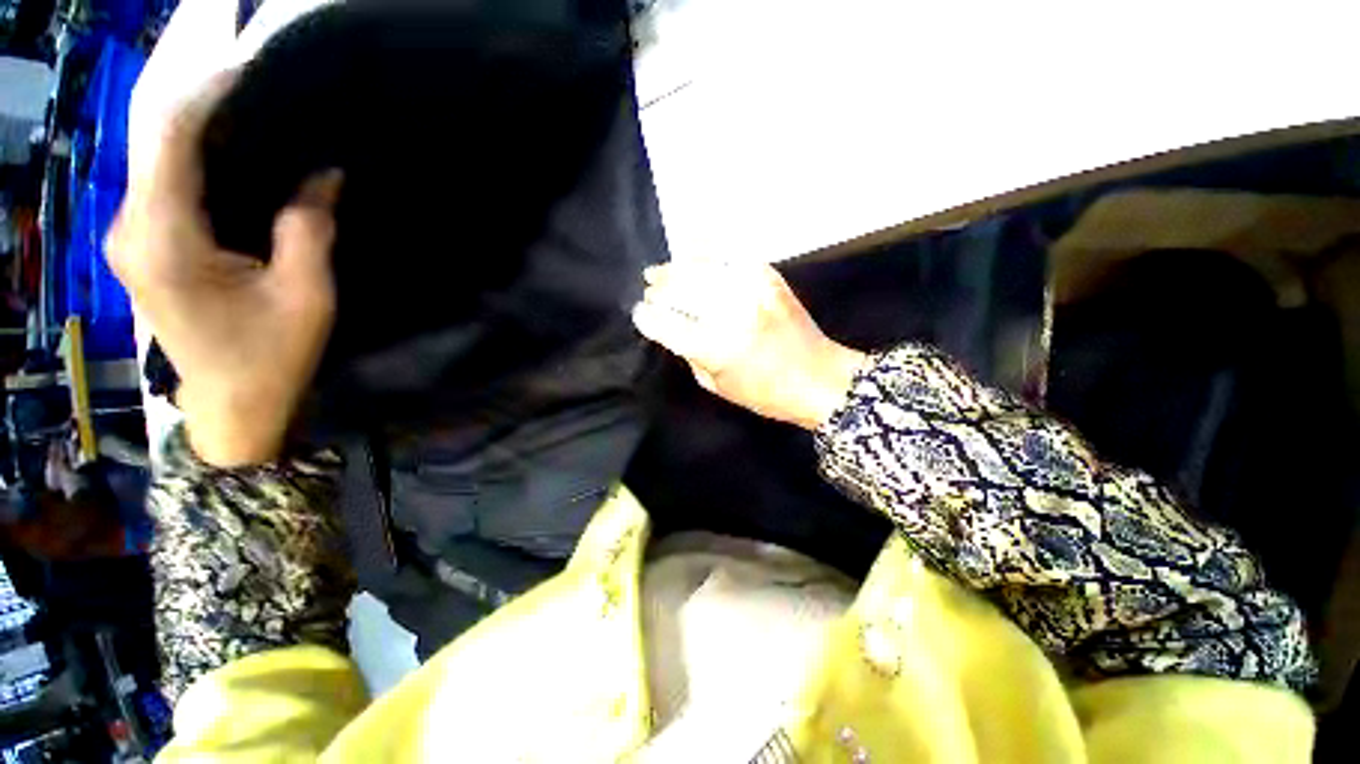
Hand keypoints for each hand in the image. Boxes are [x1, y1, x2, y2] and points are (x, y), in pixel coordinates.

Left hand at [108, 74, 341, 466]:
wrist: (232, 408)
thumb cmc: (272, 358)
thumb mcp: (307, 295)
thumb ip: (309, 228)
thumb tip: (324, 172)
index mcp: (165, 240)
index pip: (170, 139)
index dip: (207, 95)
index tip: (251, 68)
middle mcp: (130, 229)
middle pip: (157, 143)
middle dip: (205, 108)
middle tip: (262, 90)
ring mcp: (129, 237)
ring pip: (156, 160)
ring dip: (200, 134)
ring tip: (253, 117)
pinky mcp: (138, 247)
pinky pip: (161, 185)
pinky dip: (193, 162)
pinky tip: (231, 158)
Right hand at [632, 260, 865, 429]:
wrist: (820, 378)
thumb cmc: (766, 394)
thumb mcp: (717, 385)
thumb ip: (690, 354)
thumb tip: (671, 328)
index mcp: (717, 348)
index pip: (667, 324)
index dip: (647, 317)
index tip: (639, 314)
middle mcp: (731, 313)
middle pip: (679, 290)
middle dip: (658, 290)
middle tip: (650, 291)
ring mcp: (751, 289)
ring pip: (699, 267)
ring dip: (674, 268)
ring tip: (660, 271)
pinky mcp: (768, 277)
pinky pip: (729, 253)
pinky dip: (705, 248)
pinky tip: (689, 246)